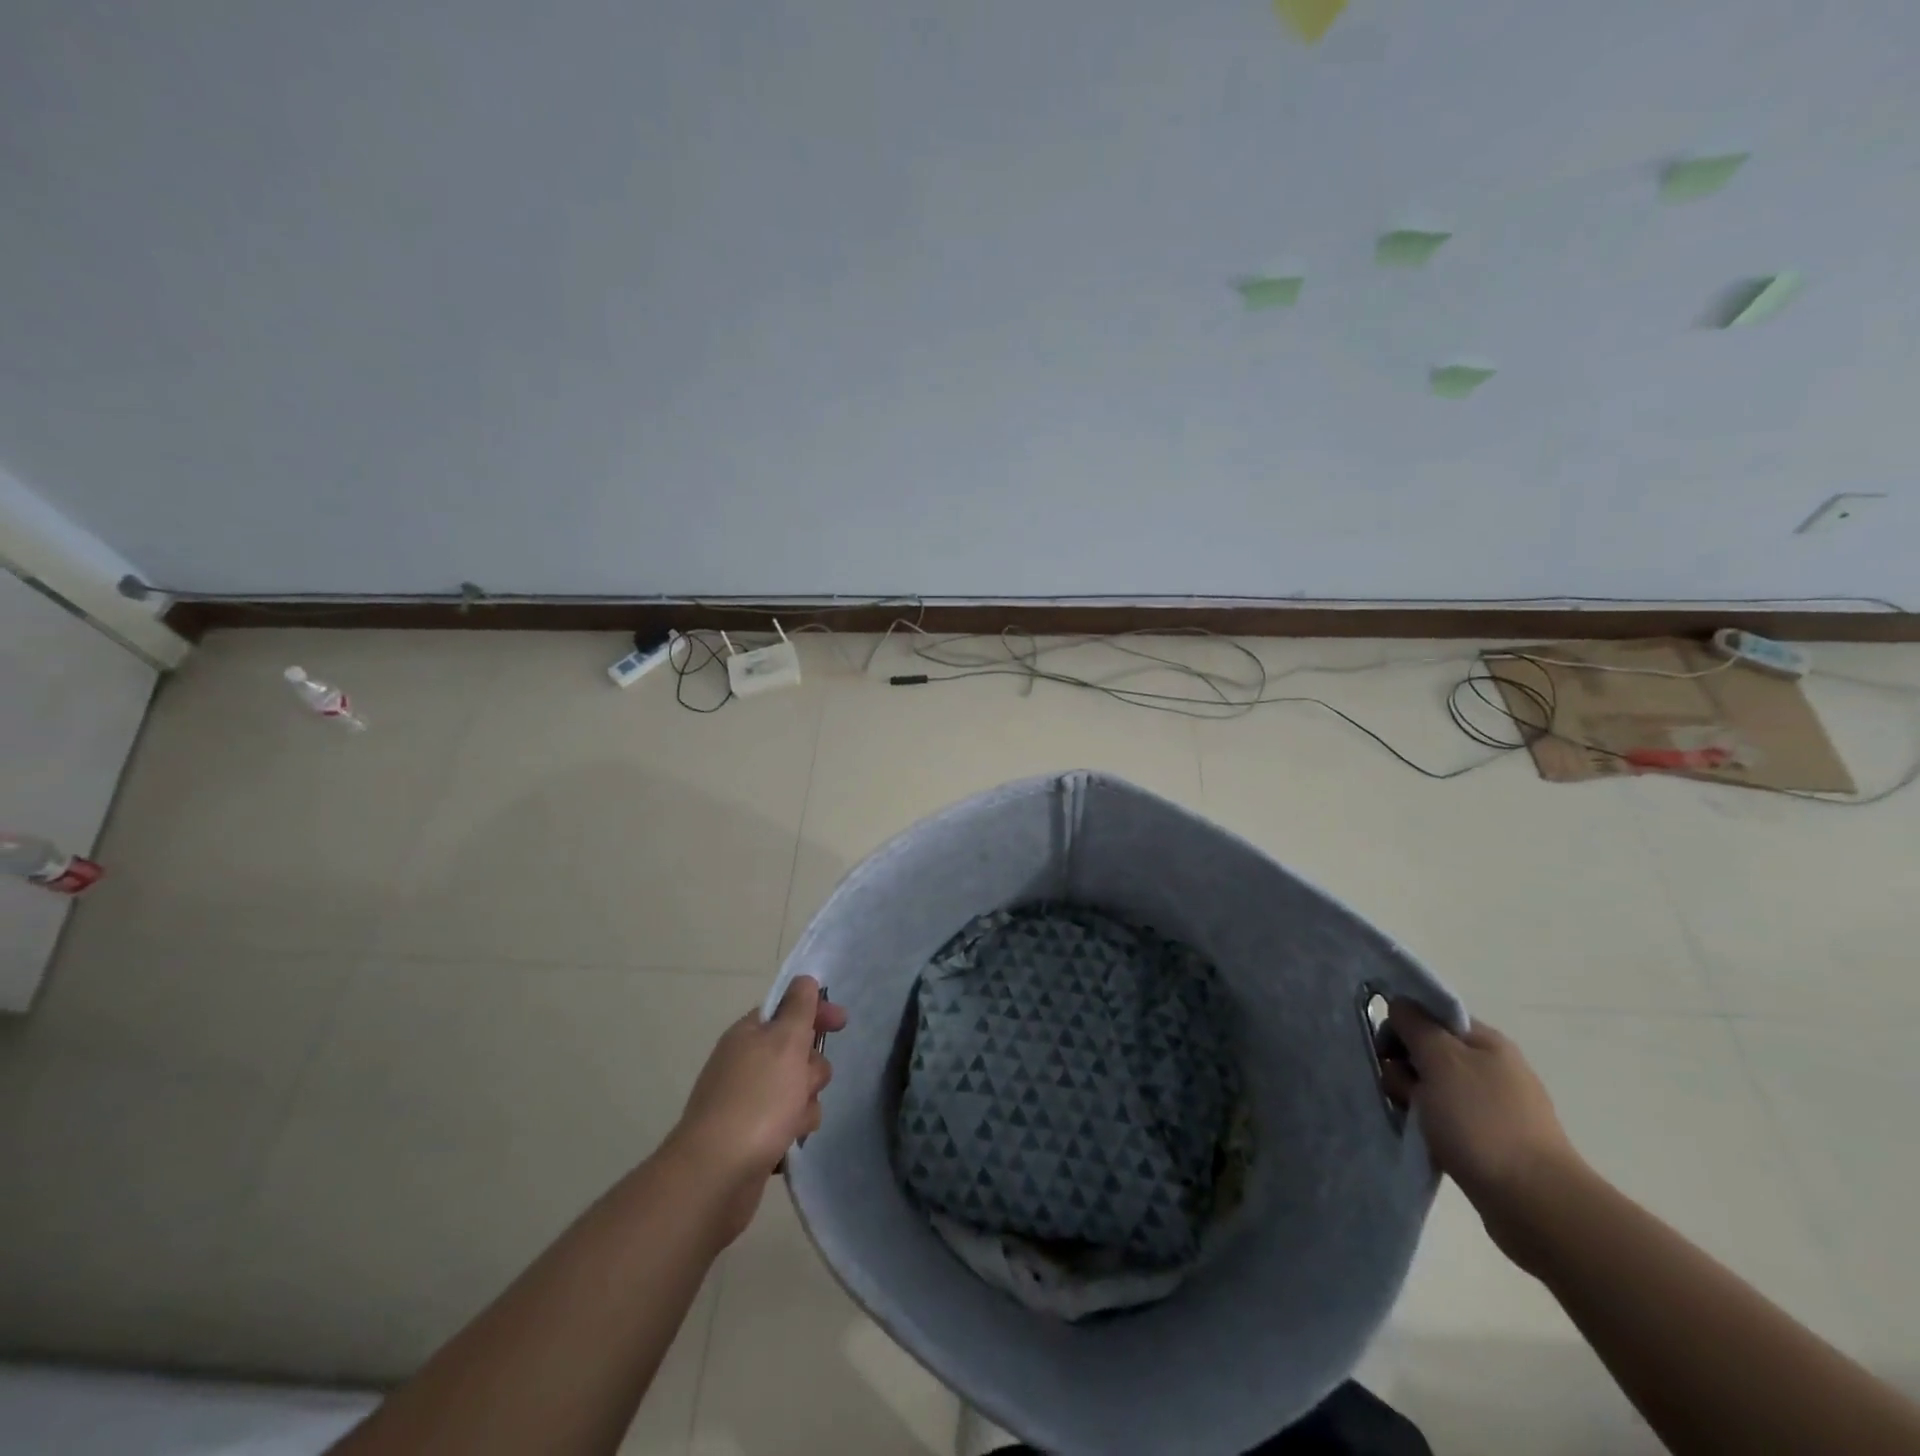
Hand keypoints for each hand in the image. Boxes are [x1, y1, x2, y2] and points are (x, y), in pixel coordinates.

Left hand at [664, 976, 847, 1244]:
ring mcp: (747, 1100)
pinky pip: (788, 1121)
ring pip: (798, 1089)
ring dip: (806, 1103)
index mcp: (749, 1034)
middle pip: (798, 1053)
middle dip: (812, 1068)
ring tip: (793, 1121)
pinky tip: (786, 1143)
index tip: (842, 1023)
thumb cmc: (757, 1099)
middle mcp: (746, 1063)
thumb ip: (799, 1008)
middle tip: (804, 1084)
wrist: (716, 1174)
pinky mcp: (752, 1136)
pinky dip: (792, 1129)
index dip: (816, 1012)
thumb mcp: (785, 1042)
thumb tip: (804, 980)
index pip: (788, 1009)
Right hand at [1385, 999, 1582, 1258]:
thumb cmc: (1482, 1121)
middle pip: (1426, 1051)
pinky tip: (1426, 1138)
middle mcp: (1491, 1067)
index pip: (1429, 1015)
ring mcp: (1491, 1105)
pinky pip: (1443, 1117)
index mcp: (1485, 1041)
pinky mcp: (1488, 1139)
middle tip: (1406, 1092)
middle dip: (1404, 1067)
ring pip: (1431, 1087)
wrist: (1534, 1202)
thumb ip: (1415, 1025)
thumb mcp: (1441, 1060)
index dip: (1401, 1027)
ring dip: (1413, 1098)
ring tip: (1416, 1121)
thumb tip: (1399, 1004)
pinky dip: (1428, 1124)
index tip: (1387, 1051)